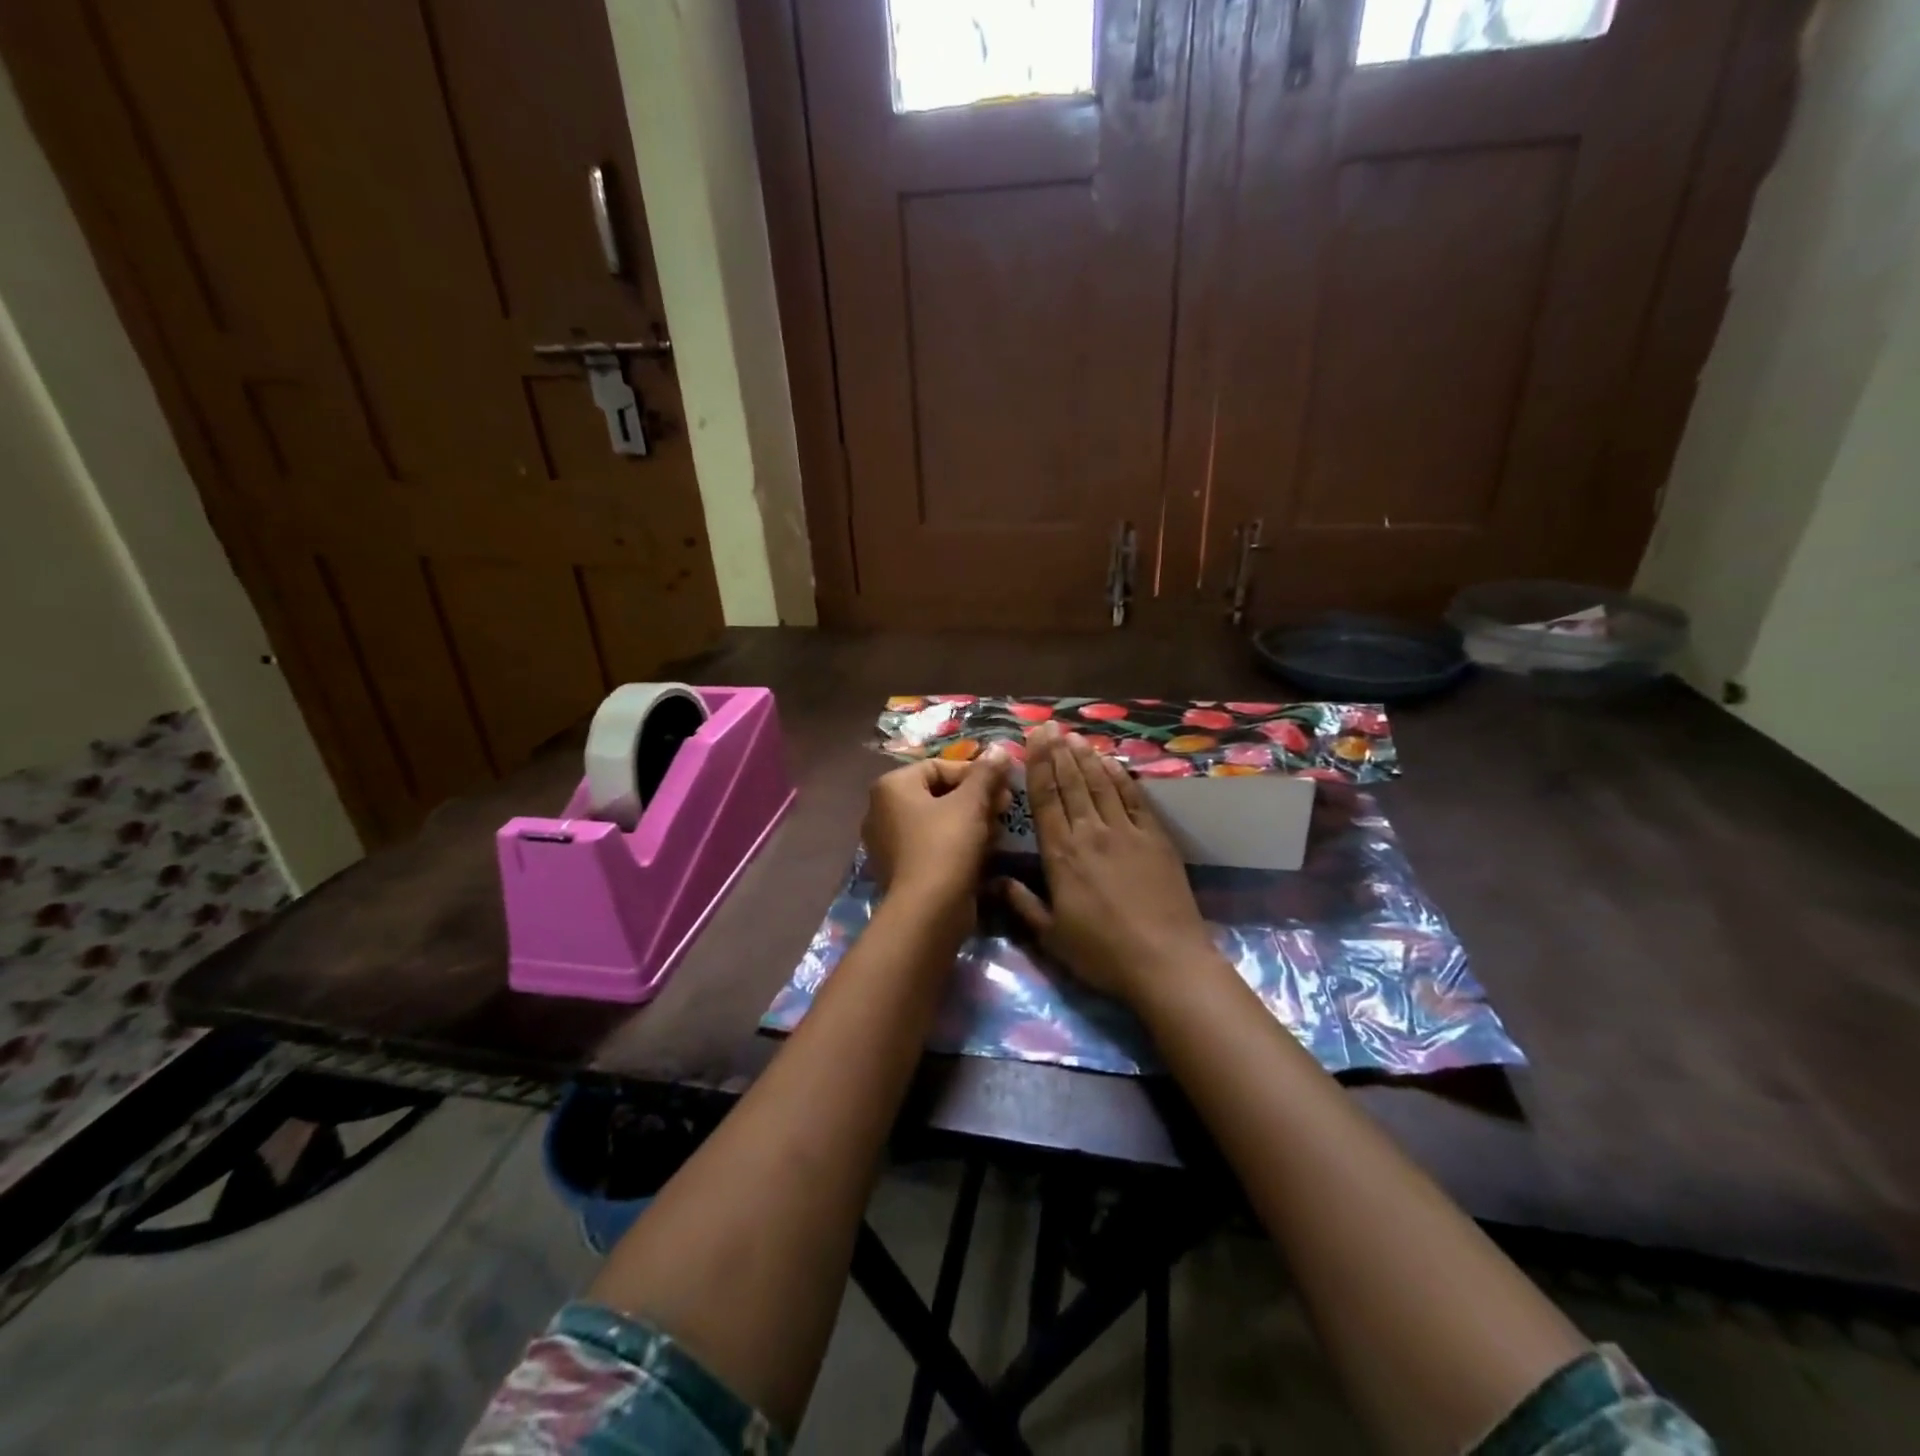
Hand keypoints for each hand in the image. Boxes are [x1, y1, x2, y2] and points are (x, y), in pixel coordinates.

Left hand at [863, 746, 1012, 910]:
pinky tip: (983, 852)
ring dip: (971, 821)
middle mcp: (882, 810)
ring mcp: (889, 842)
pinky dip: (958, 843)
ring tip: (998, 831)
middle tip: (1005, 807)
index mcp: (891, 786)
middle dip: (976, 798)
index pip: (939, 766)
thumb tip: (999, 749)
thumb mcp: (971, 803)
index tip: (1003, 786)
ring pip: (939, 820)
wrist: (928, 911)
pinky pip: (934, 844)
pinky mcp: (902, 868)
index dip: (976, 773)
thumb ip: (986, 773)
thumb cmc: (946, 845)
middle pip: (939, 793)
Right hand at [999, 723, 1219, 1004]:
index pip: (1045, 800)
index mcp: (1061, 854)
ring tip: (1076, 737)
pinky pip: (1134, 799)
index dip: (1037, 766)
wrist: (1165, 961)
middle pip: (1072, 784)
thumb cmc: (1102, 953)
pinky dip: (1120, 777)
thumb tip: (994, 881)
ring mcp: (1126, 832)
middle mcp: (1090, 833)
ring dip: (1087, 758)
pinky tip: (1111, 763)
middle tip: (1051, 726)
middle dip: (1059, 752)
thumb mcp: (1052, 936)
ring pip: (1101, 784)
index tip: (1033, 739)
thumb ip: (1022, 904)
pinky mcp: (1155, 838)